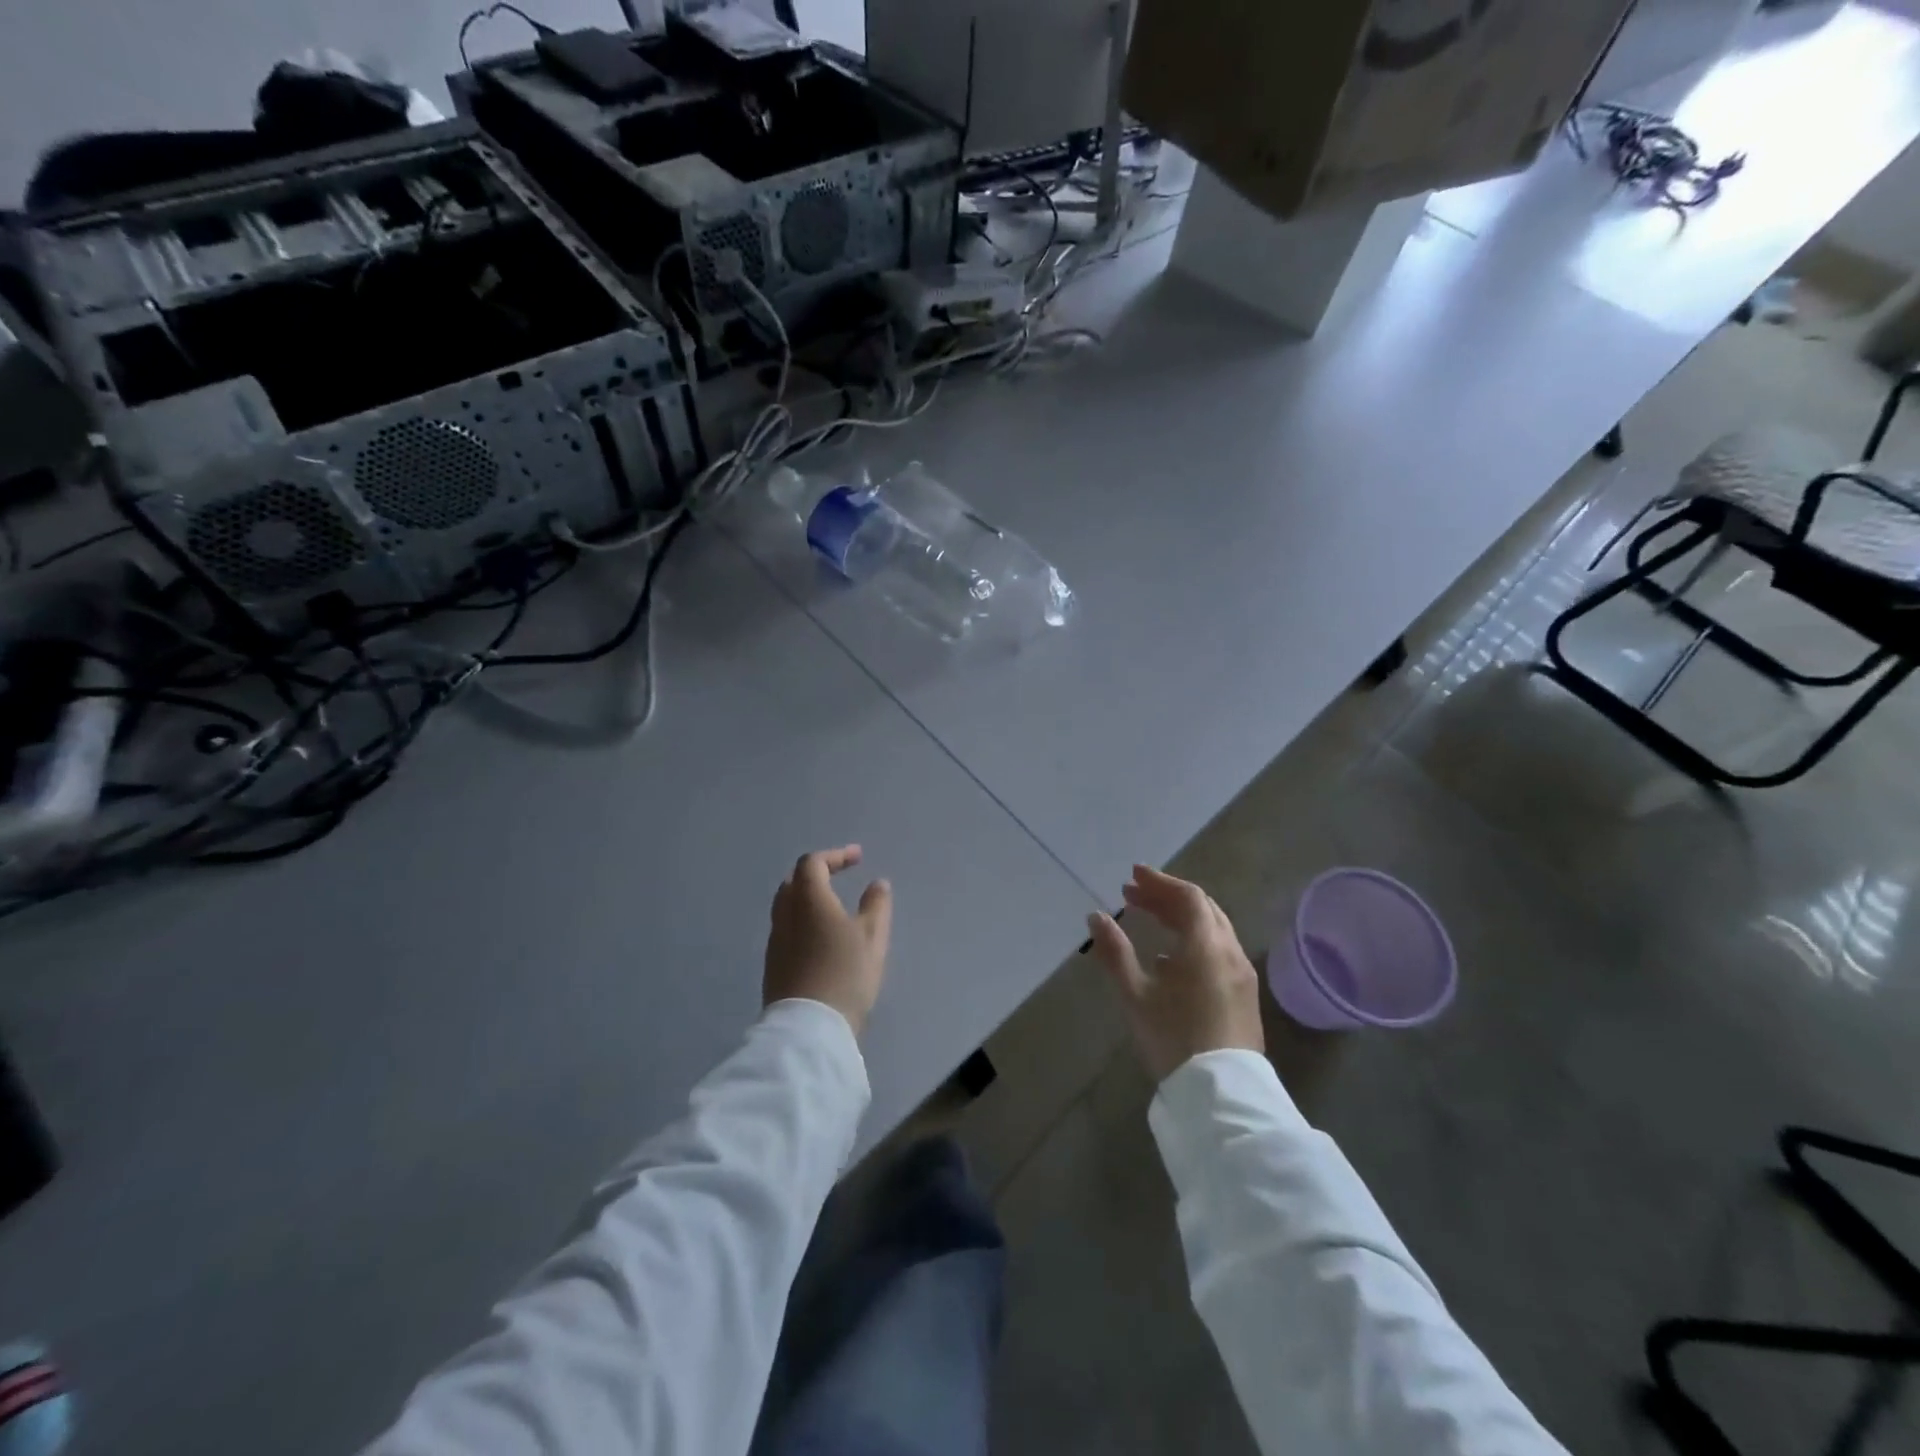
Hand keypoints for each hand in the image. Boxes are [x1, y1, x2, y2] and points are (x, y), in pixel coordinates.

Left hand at [763, 845, 892, 1036]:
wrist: (809, 1030)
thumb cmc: (845, 975)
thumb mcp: (873, 938)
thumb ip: (876, 906)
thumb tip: (877, 884)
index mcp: (809, 901)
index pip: (812, 863)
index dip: (835, 856)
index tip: (858, 858)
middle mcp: (785, 916)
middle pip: (794, 882)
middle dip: (817, 874)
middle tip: (840, 877)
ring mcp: (775, 942)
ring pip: (786, 907)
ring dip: (808, 898)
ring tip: (832, 907)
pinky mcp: (773, 966)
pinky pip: (786, 930)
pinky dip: (802, 921)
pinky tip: (821, 938)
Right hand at [1088, 865, 1263, 1080]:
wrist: (1221, 1095)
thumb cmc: (1174, 1038)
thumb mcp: (1135, 995)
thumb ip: (1115, 951)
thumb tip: (1096, 916)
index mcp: (1206, 945)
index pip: (1187, 897)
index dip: (1159, 882)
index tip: (1132, 876)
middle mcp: (1230, 951)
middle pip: (1202, 909)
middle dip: (1168, 896)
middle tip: (1134, 894)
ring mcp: (1242, 974)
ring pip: (1214, 929)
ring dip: (1182, 917)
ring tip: (1150, 919)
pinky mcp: (1244, 995)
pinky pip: (1219, 950)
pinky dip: (1194, 939)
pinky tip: (1171, 957)